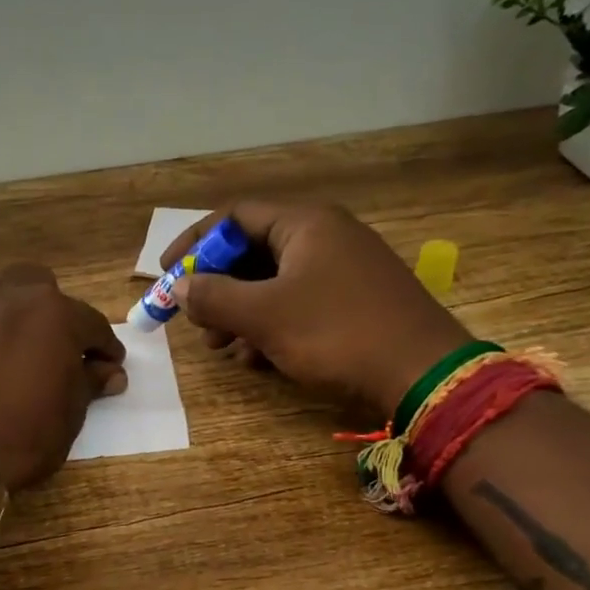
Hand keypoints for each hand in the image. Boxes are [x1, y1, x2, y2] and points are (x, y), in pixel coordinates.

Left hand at [0, 263, 126, 490]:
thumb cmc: (19, 436)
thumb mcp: (69, 415)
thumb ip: (89, 383)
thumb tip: (110, 371)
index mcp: (53, 313)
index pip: (91, 324)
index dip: (103, 347)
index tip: (108, 365)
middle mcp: (7, 294)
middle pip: (36, 284)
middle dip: (50, 310)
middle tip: (51, 346)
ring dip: (1, 300)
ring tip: (3, 330)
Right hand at [161, 202, 471, 413]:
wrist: (422, 373)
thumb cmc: (336, 333)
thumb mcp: (265, 316)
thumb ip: (215, 297)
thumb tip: (181, 287)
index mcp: (305, 224)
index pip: (235, 217)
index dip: (195, 243)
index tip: (167, 274)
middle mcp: (325, 237)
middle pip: (253, 252)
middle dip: (218, 288)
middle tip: (196, 322)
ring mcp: (343, 270)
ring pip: (274, 283)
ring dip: (240, 314)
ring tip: (223, 348)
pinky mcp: (354, 301)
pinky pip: (298, 304)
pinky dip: (271, 326)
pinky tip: (258, 360)